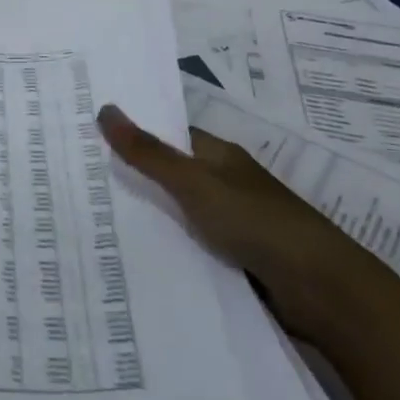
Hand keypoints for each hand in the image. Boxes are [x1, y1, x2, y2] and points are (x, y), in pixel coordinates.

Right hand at [97, 105, 375, 338]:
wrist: (323, 291)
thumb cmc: (258, 222)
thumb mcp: (195, 183)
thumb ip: (149, 152)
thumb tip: (105, 108)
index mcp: (218, 157)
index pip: (167, 137)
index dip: (132, 135)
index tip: (86, 138)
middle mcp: (223, 185)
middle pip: (169, 176)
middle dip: (131, 178)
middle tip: (76, 182)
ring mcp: (230, 225)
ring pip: (176, 215)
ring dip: (145, 218)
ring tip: (90, 221)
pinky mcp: (233, 261)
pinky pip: (188, 247)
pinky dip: (165, 250)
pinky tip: (130, 257)